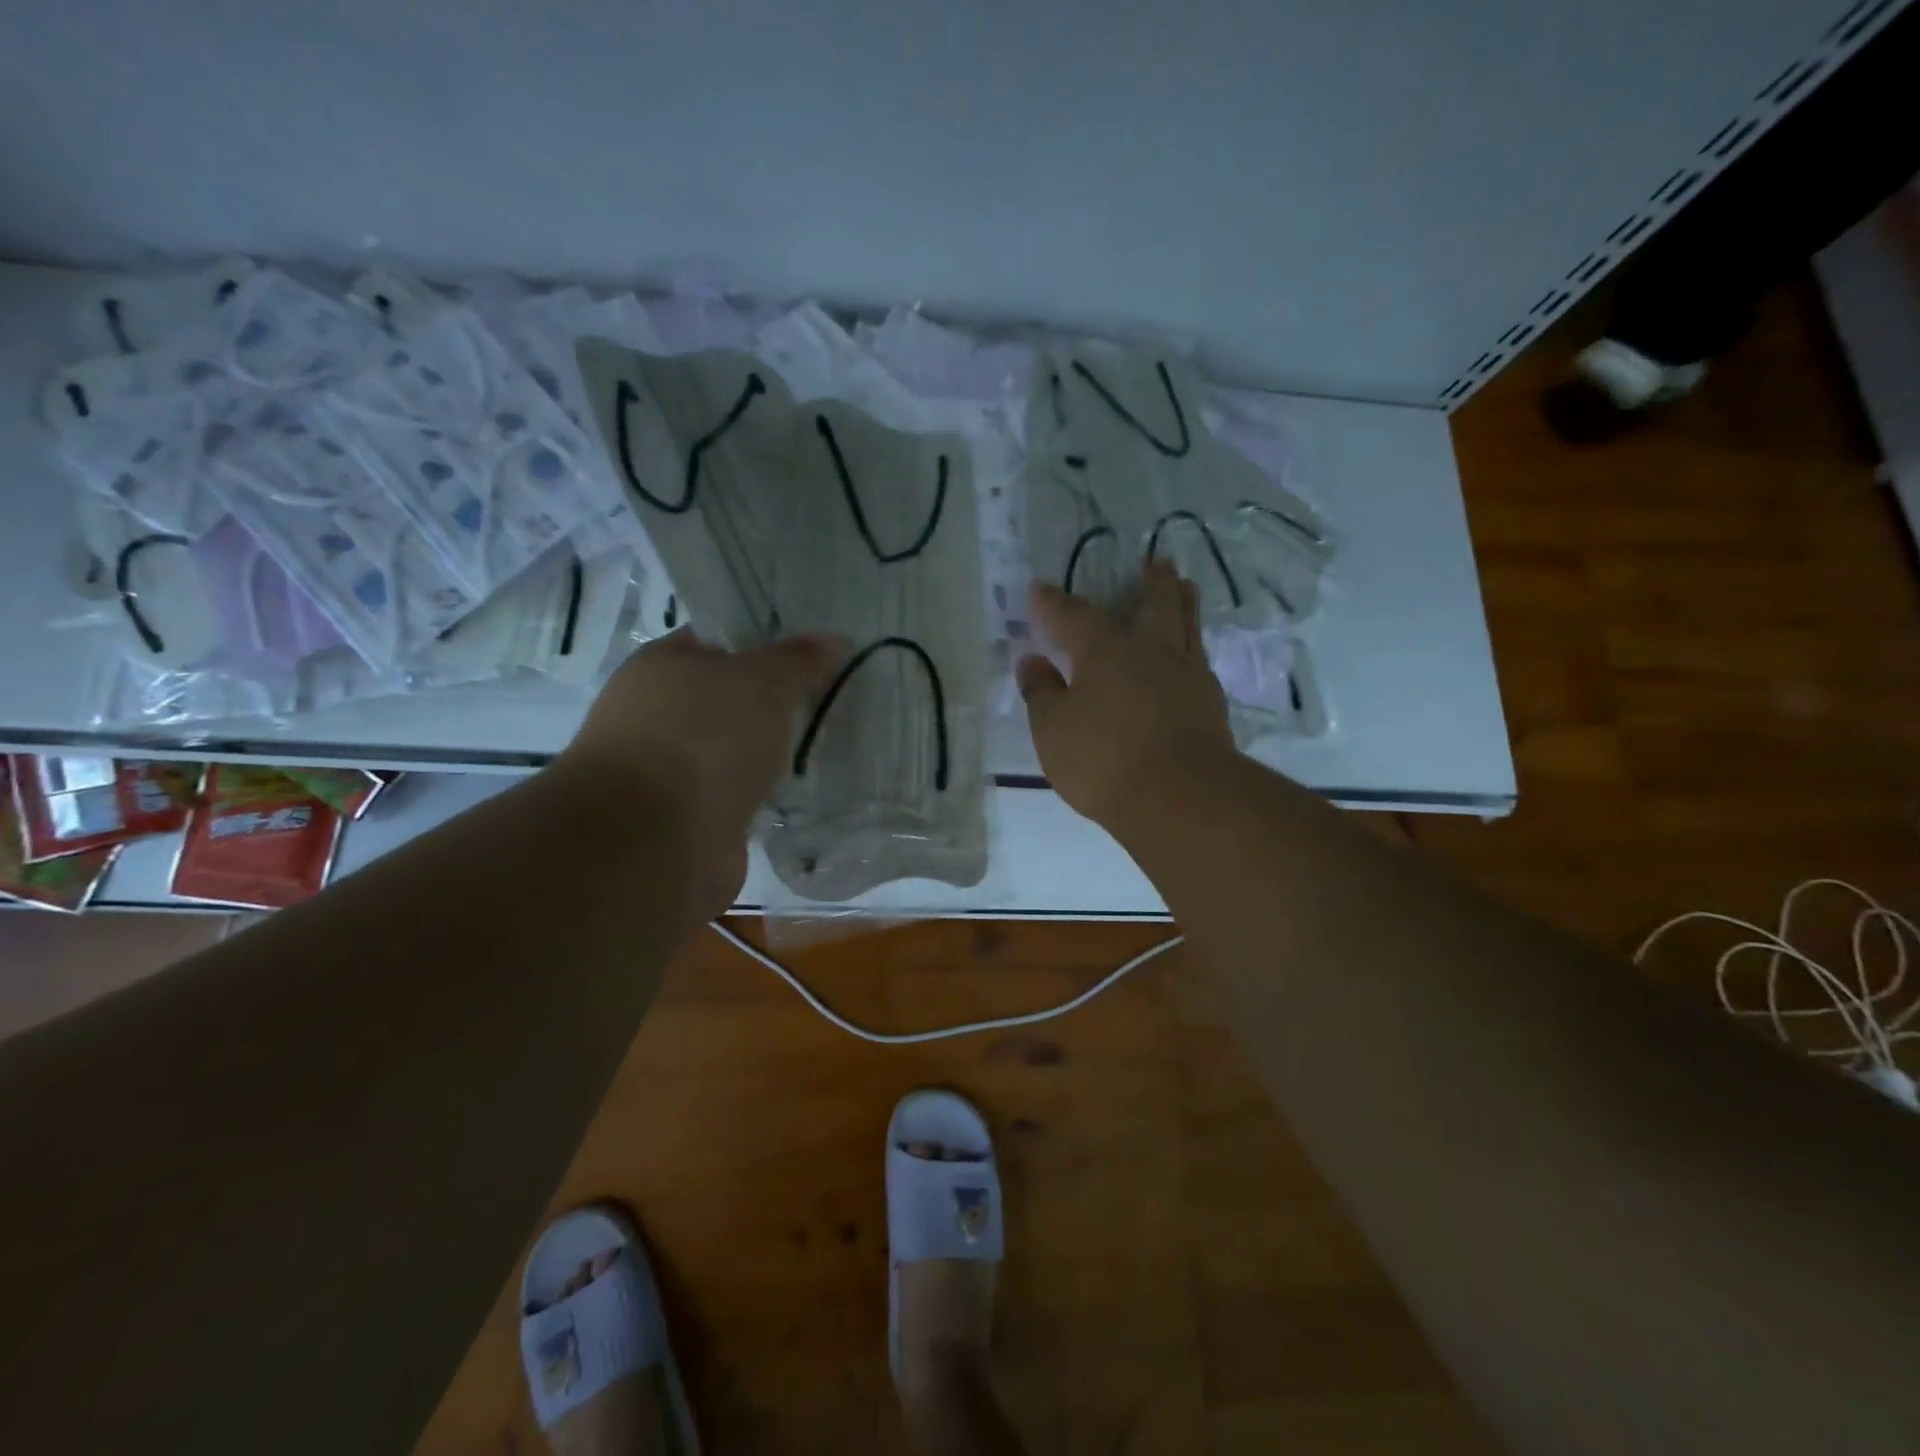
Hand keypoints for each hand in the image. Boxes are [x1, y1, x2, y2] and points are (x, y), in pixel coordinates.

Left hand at [563, 629, 844, 917]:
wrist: (654, 843)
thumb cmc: (704, 739)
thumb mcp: (763, 682)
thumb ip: (798, 660)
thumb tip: (833, 639)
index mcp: (662, 665)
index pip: (720, 641)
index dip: (767, 644)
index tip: (815, 658)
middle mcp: (656, 714)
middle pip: (728, 699)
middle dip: (774, 705)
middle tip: (827, 704)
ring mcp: (668, 771)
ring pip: (732, 751)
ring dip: (767, 755)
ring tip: (822, 751)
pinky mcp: (685, 820)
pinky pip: (734, 797)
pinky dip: (760, 798)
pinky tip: (797, 797)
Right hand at [1017, 561, 1234, 830]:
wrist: (1181, 798)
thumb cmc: (1104, 759)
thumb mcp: (1053, 730)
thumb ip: (1041, 692)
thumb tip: (1032, 662)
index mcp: (1105, 650)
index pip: (1073, 615)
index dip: (1053, 603)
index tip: (1040, 589)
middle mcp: (1151, 651)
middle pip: (1155, 604)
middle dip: (1151, 581)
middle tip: (1155, 563)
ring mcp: (1187, 676)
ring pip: (1188, 626)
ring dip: (1183, 603)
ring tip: (1185, 588)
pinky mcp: (1211, 705)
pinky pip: (1201, 660)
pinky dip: (1193, 648)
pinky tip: (1191, 657)